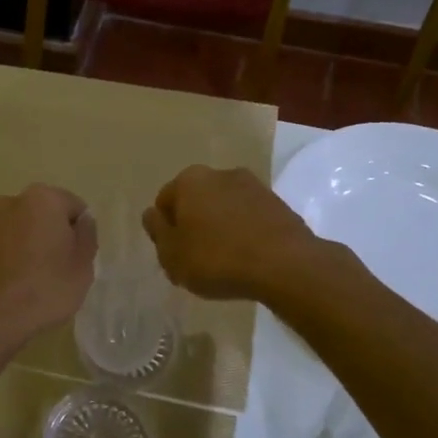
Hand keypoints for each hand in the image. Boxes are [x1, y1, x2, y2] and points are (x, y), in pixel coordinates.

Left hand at [0, 184, 97, 347]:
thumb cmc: (43, 291)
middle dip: (40, 233)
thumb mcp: (83, 268)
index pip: (70, 206)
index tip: (73, 258)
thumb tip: (82, 220)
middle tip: (47, 270)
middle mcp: (5, 202)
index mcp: (41, 200)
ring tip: (17, 280)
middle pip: (34, 213)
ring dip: (13, 244)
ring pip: (4, 229)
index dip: (76, 231)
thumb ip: (86, 235)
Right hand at [142, 165, 324, 301]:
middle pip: (195, 202)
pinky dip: (244, 233)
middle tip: (196, 260)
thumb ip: (157, 231)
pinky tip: (247, 259)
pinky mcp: (278, 203)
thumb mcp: (171, 254)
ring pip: (224, 208)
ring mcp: (253, 185)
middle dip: (193, 226)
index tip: (175, 256)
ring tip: (225, 263)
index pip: (164, 202)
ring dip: (220, 228)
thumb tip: (152, 214)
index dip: (165, 231)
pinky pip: (249, 218)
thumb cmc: (217, 259)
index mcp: (189, 180)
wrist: (285, 265)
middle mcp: (220, 173)